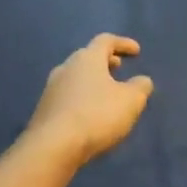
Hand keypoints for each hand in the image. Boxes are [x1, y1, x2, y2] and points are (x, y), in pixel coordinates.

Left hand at [26, 35, 153, 166]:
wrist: (53, 146)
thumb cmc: (97, 115)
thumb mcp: (131, 101)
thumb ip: (140, 87)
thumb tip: (142, 80)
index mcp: (87, 59)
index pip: (105, 41)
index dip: (123, 43)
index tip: (136, 51)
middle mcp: (66, 67)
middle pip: (87, 57)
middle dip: (105, 61)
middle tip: (119, 68)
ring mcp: (51, 88)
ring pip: (76, 76)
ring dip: (92, 80)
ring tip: (106, 92)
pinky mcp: (44, 109)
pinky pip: (68, 95)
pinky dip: (82, 97)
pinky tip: (89, 112)